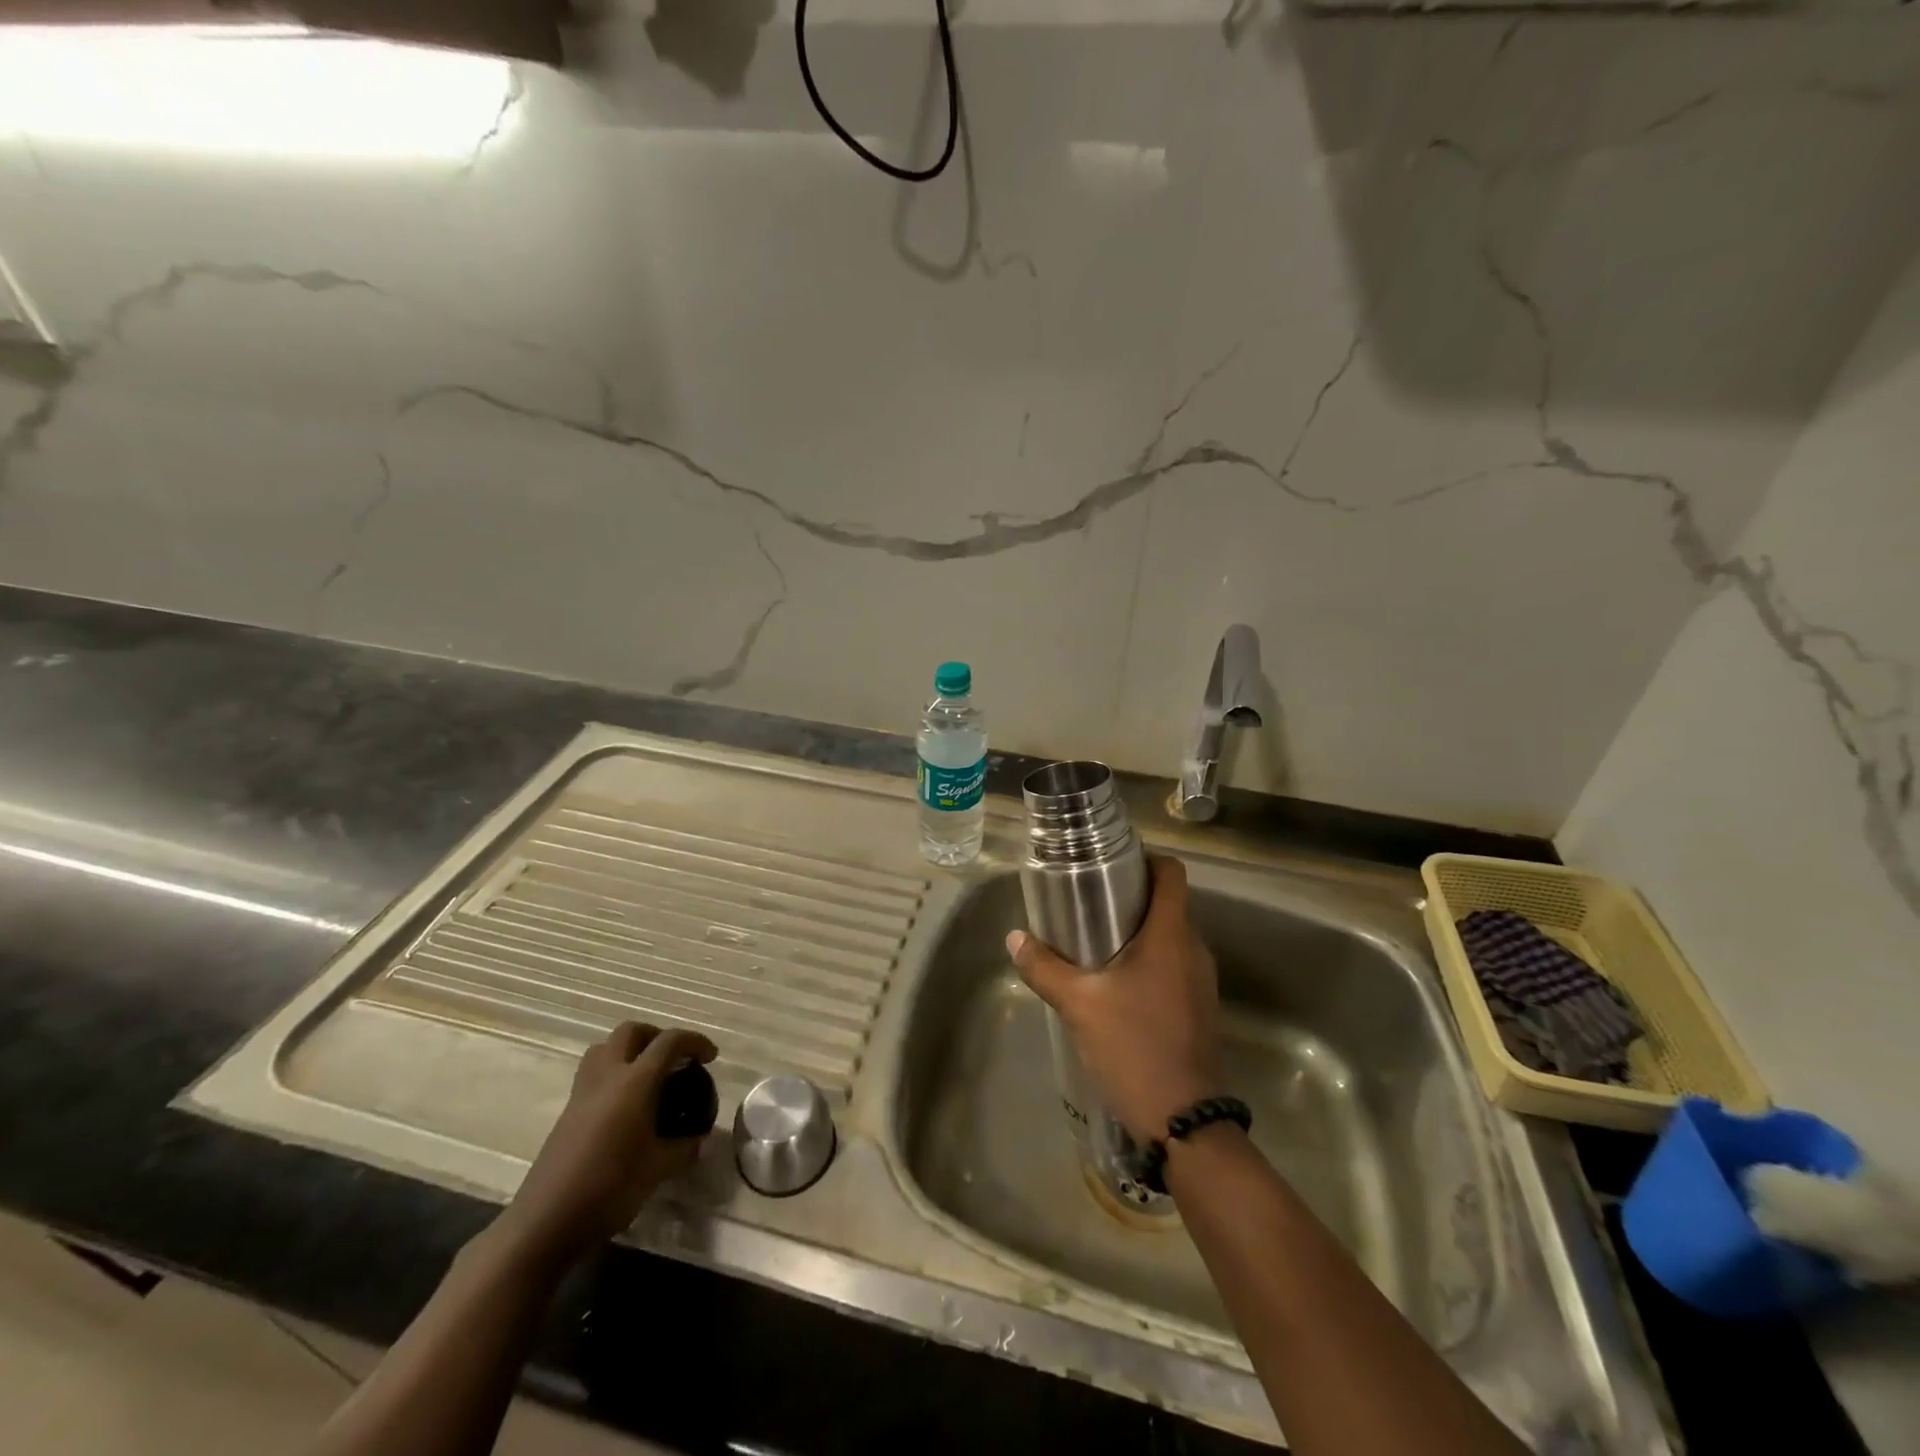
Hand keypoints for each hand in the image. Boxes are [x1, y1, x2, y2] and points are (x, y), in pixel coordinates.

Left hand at [497, 1021, 718, 1268]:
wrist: (545, 1222)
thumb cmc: (609, 1187)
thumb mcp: (658, 1169)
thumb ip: (684, 1149)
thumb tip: (702, 1141)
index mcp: (634, 1082)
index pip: (669, 1042)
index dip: (694, 1042)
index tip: (710, 1057)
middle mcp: (607, 1076)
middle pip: (631, 1031)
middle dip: (656, 1035)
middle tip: (674, 1058)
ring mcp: (582, 1093)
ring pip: (605, 1048)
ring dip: (629, 1050)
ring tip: (647, 1075)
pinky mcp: (567, 1113)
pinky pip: (593, 1074)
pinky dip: (613, 1074)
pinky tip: (625, 1107)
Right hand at [1007, 855, 1220, 1144]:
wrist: (1183, 1120)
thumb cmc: (1133, 1046)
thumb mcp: (1079, 1003)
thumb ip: (1044, 967)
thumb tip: (1015, 938)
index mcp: (1171, 934)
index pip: (1171, 873)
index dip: (1146, 859)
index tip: (1111, 864)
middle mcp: (1194, 949)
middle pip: (1168, 902)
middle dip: (1131, 896)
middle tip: (1088, 901)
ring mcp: (1201, 980)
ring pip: (1170, 936)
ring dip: (1139, 931)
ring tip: (1095, 939)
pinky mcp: (1198, 1007)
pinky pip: (1174, 964)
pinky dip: (1148, 959)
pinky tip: (1115, 981)